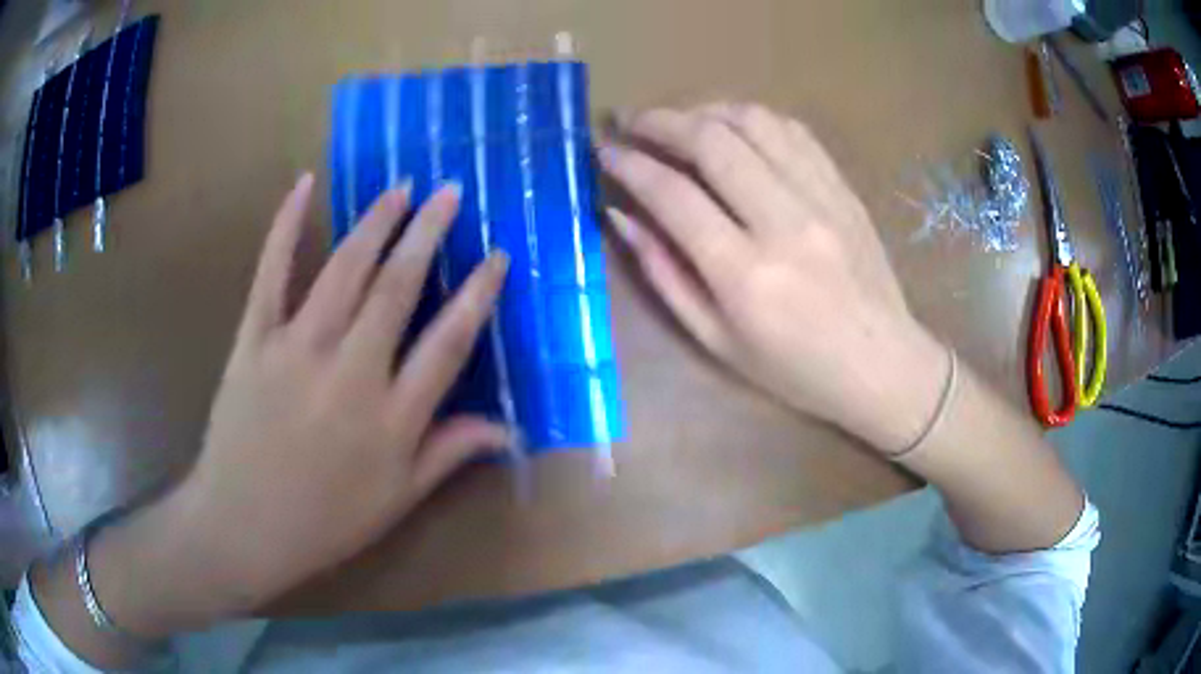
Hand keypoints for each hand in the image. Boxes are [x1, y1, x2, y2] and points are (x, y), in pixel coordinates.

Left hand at [84, 175, 510, 636]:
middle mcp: (351, 372)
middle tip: (450, 191)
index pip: (449, 342)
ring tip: (401, 187)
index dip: (478, 294)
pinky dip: (285, 225)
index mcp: (392, 418)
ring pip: (344, 270)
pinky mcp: (254, 339)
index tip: (497, 256)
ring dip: (376, 222)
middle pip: (398, 288)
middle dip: (428, 233)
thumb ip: (451, 453)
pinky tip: (302, 185)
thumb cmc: (325, 521)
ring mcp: (297, 348)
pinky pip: (271, 272)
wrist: (242, 526)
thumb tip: (509, 427)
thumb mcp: (397, 500)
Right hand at [601, 103, 946, 452]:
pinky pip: (793, 131)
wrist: (882, 365)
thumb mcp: (716, 341)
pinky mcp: (843, 188)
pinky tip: (734, 129)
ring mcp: (822, 198)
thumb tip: (621, 216)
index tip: (605, 150)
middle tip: (631, 121)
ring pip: (753, 122)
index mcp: (746, 275)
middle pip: (712, 141)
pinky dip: (752, 119)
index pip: (673, 195)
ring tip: (680, 122)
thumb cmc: (795, 370)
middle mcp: (785, 224)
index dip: (630, 164)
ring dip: (705, 110)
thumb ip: (664, 274)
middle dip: (659, 121)